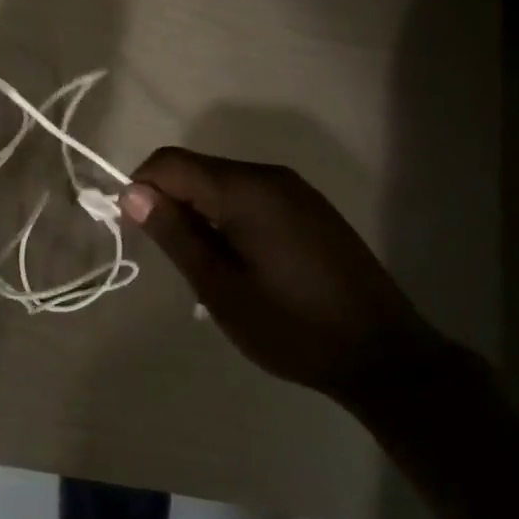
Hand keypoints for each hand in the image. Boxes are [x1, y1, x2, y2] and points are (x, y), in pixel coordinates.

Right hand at [119, 149, 442, 406]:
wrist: (385, 355)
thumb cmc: (293, 328)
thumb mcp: (221, 289)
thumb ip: (175, 234)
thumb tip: (133, 192)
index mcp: (245, 189)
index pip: (171, 162)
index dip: (142, 188)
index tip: (137, 232)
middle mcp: (270, 176)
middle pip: (198, 169)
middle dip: (173, 203)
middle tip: (177, 261)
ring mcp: (295, 189)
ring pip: (224, 183)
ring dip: (202, 214)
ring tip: (211, 269)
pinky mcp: (310, 207)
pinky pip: (252, 196)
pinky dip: (230, 218)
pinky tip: (244, 263)